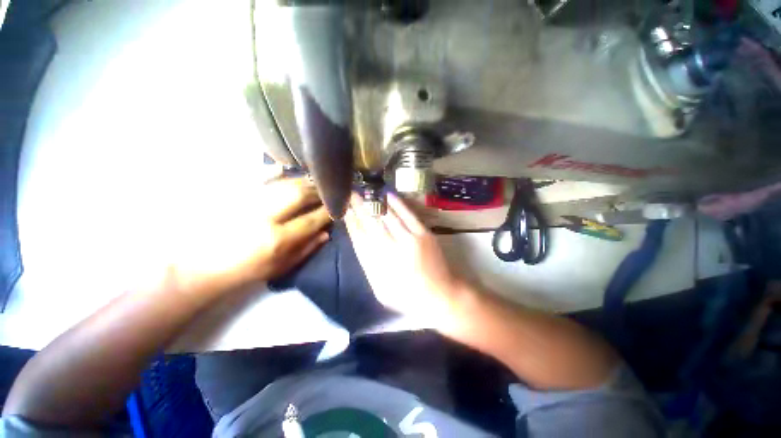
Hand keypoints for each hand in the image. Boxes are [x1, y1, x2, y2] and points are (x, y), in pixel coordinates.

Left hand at [171, 167, 331, 291]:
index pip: (312, 219)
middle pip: (299, 196)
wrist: (202, 266)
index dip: (328, 212)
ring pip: (283, 184)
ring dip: (302, 182)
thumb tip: (326, 233)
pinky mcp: (235, 195)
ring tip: (314, 183)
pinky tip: (282, 168)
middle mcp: (264, 216)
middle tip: (329, 191)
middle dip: (318, 192)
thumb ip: (306, 249)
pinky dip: (271, 171)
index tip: (338, 207)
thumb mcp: (280, 267)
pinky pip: (256, 177)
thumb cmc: (246, 270)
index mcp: (277, 239)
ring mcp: (248, 202)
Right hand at [345, 192, 463, 328]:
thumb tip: (360, 242)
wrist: (439, 296)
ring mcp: (409, 240)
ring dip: (375, 203)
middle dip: (359, 207)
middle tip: (351, 195)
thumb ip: (368, 266)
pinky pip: (408, 215)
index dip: (351, 222)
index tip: (345, 211)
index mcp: (377, 265)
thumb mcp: (380, 289)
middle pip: (371, 223)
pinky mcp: (423, 234)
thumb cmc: (407, 296)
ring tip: (366, 192)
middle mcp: (390, 249)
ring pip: (387, 216)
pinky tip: (388, 195)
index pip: (359, 238)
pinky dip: (397, 204)